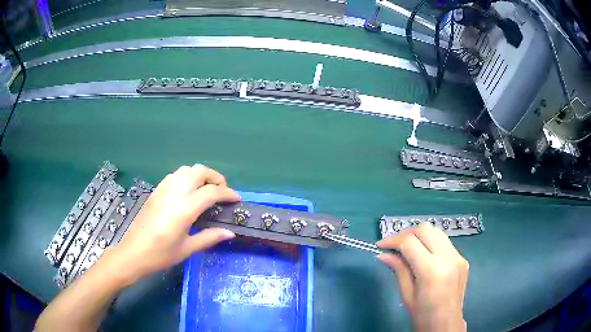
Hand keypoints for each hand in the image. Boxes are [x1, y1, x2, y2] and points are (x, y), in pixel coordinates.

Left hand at [112, 164, 239, 284]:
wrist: (133, 252)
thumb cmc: (160, 255)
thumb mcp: (187, 249)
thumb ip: (209, 237)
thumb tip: (230, 233)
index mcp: (184, 209)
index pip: (211, 192)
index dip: (228, 193)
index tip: (236, 200)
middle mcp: (174, 192)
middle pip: (199, 171)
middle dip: (216, 178)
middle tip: (222, 193)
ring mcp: (163, 189)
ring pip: (187, 169)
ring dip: (201, 175)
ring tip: (207, 190)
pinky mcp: (156, 190)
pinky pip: (175, 175)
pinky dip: (187, 177)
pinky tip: (188, 192)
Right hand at [377, 223, 467, 331]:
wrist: (446, 324)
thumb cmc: (423, 315)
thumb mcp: (406, 295)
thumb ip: (398, 269)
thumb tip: (383, 254)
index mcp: (431, 270)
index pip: (409, 242)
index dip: (392, 240)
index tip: (380, 245)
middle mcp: (448, 257)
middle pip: (424, 230)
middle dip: (405, 234)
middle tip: (393, 245)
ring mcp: (458, 256)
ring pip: (436, 232)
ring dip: (419, 235)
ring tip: (406, 247)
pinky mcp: (462, 258)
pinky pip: (445, 242)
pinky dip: (431, 242)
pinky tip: (423, 255)